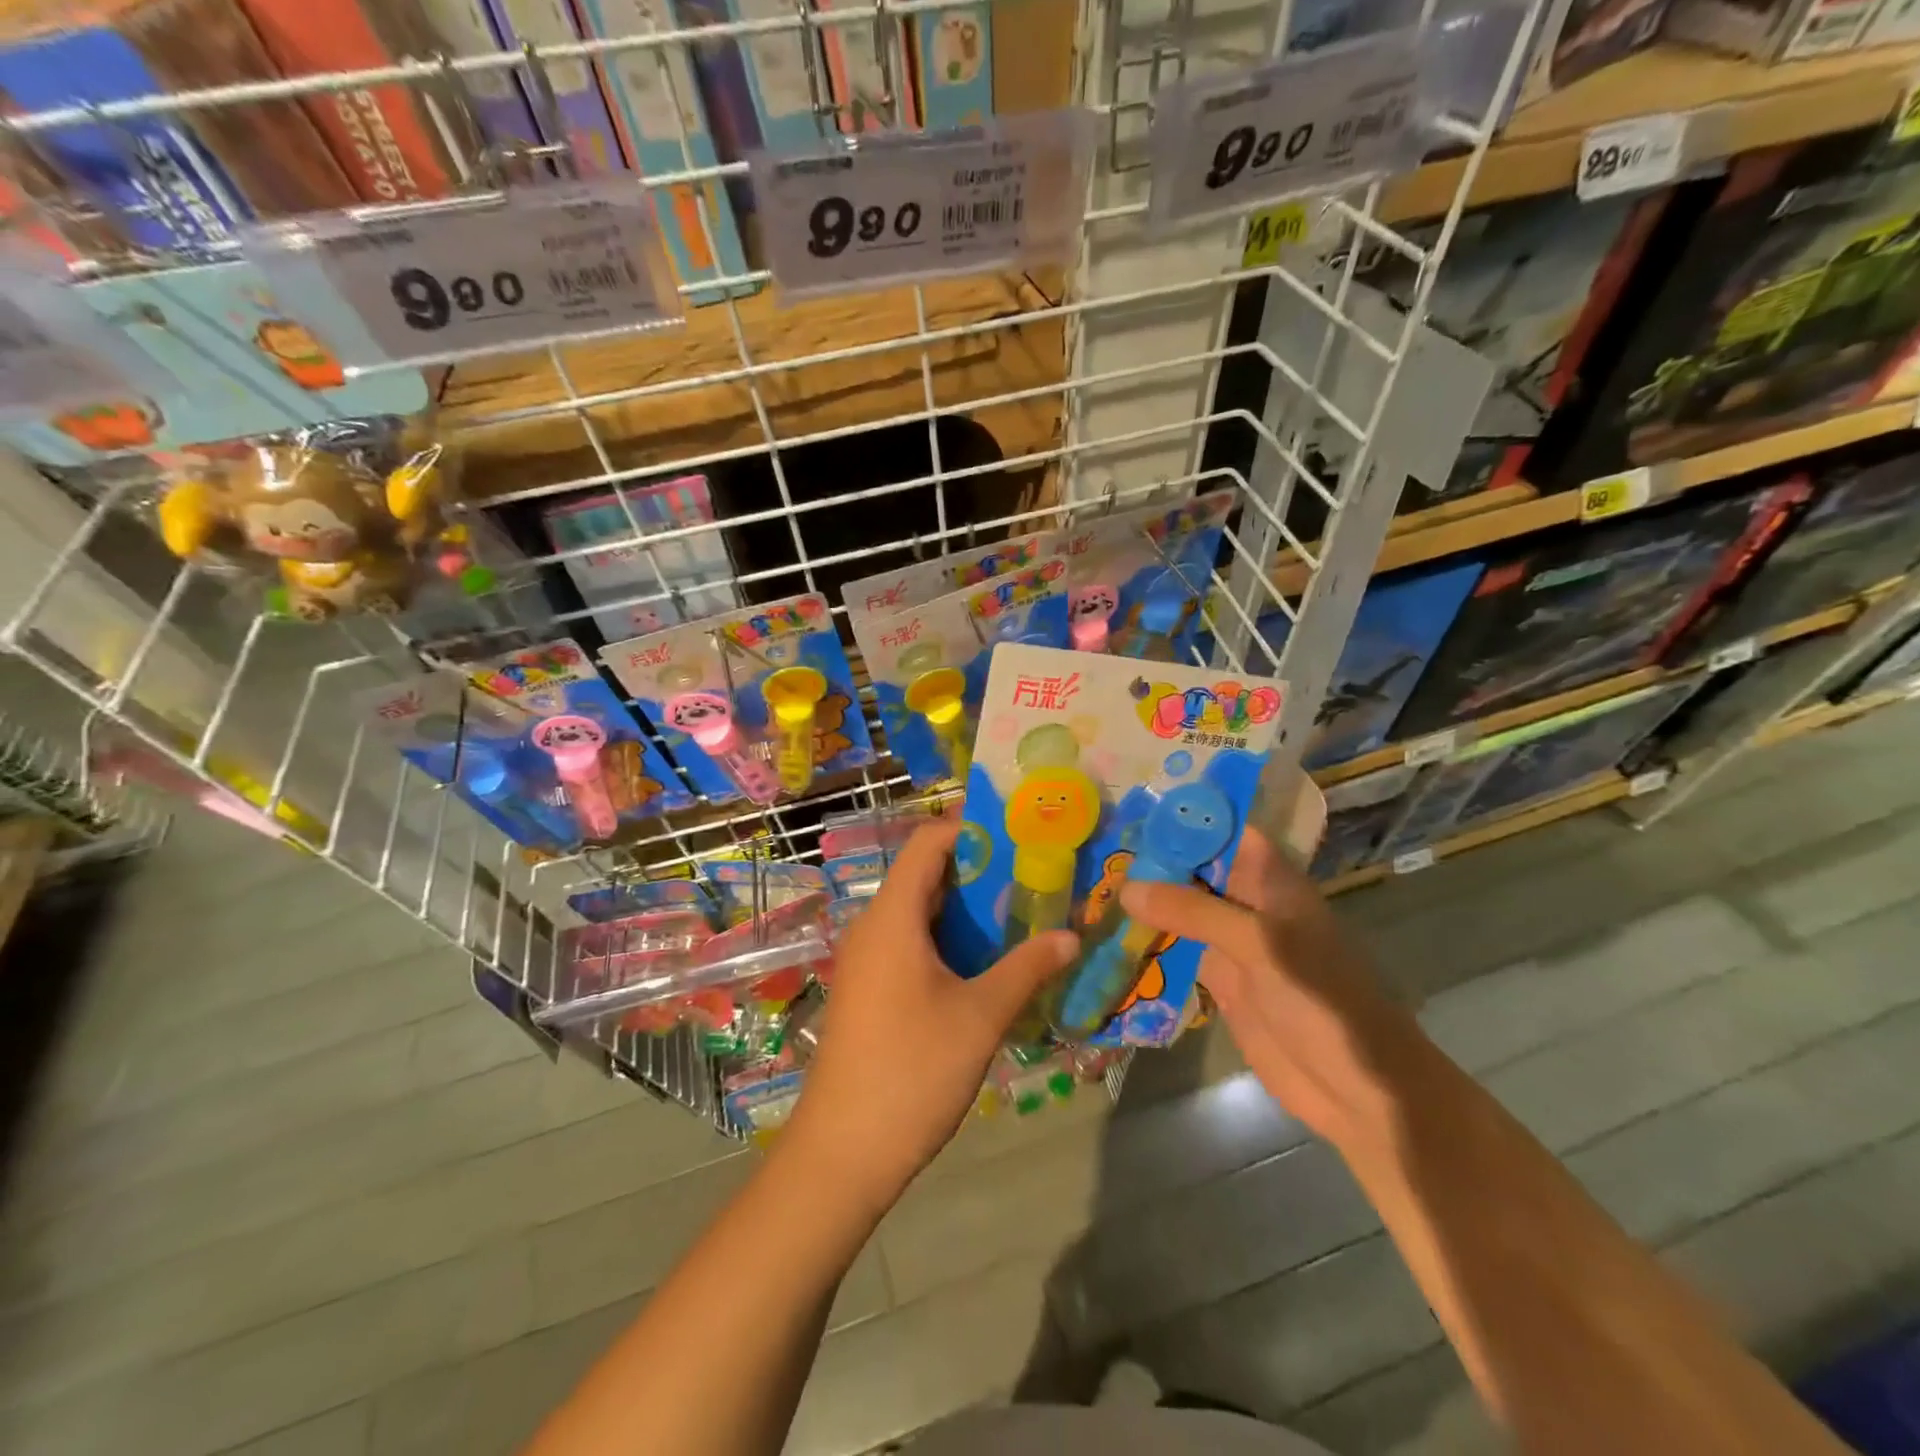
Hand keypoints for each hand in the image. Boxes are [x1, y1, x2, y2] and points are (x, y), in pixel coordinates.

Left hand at [783, 820, 1078, 1210]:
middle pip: (925, 874)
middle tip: (1035, 870)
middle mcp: (874, 927)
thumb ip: (1026, 969)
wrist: (843, 1152)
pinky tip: (990, 958)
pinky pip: (911, 942)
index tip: (1020, 831)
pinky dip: (950, 937)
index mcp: (892, 918)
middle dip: (979, 867)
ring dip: (967, 907)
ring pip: (920, 911)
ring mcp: (868, 960)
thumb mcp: (979, 1017)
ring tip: (1023, 908)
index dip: (970, 827)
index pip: (928, 842)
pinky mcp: (870, 988)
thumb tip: (1071, 936)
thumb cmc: (912, 1071)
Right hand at [1119, 827, 1414, 1143]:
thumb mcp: (1260, 944)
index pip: (1224, 830)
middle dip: (1151, 856)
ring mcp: (1231, 941)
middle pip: (1195, 867)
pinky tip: (1106, 929)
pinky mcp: (1217, 978)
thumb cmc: (1321, 999)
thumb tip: (1126, 887)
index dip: (1183, 816)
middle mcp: (1247, 902)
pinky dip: (1146, 939)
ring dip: (1144, 897)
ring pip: (1181, 907)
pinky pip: (1176, 948)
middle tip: (1093, 841)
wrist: (1355, 1087)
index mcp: (1271, 880)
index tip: (1130, 805)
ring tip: (1088, 877)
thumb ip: (1193, 911)